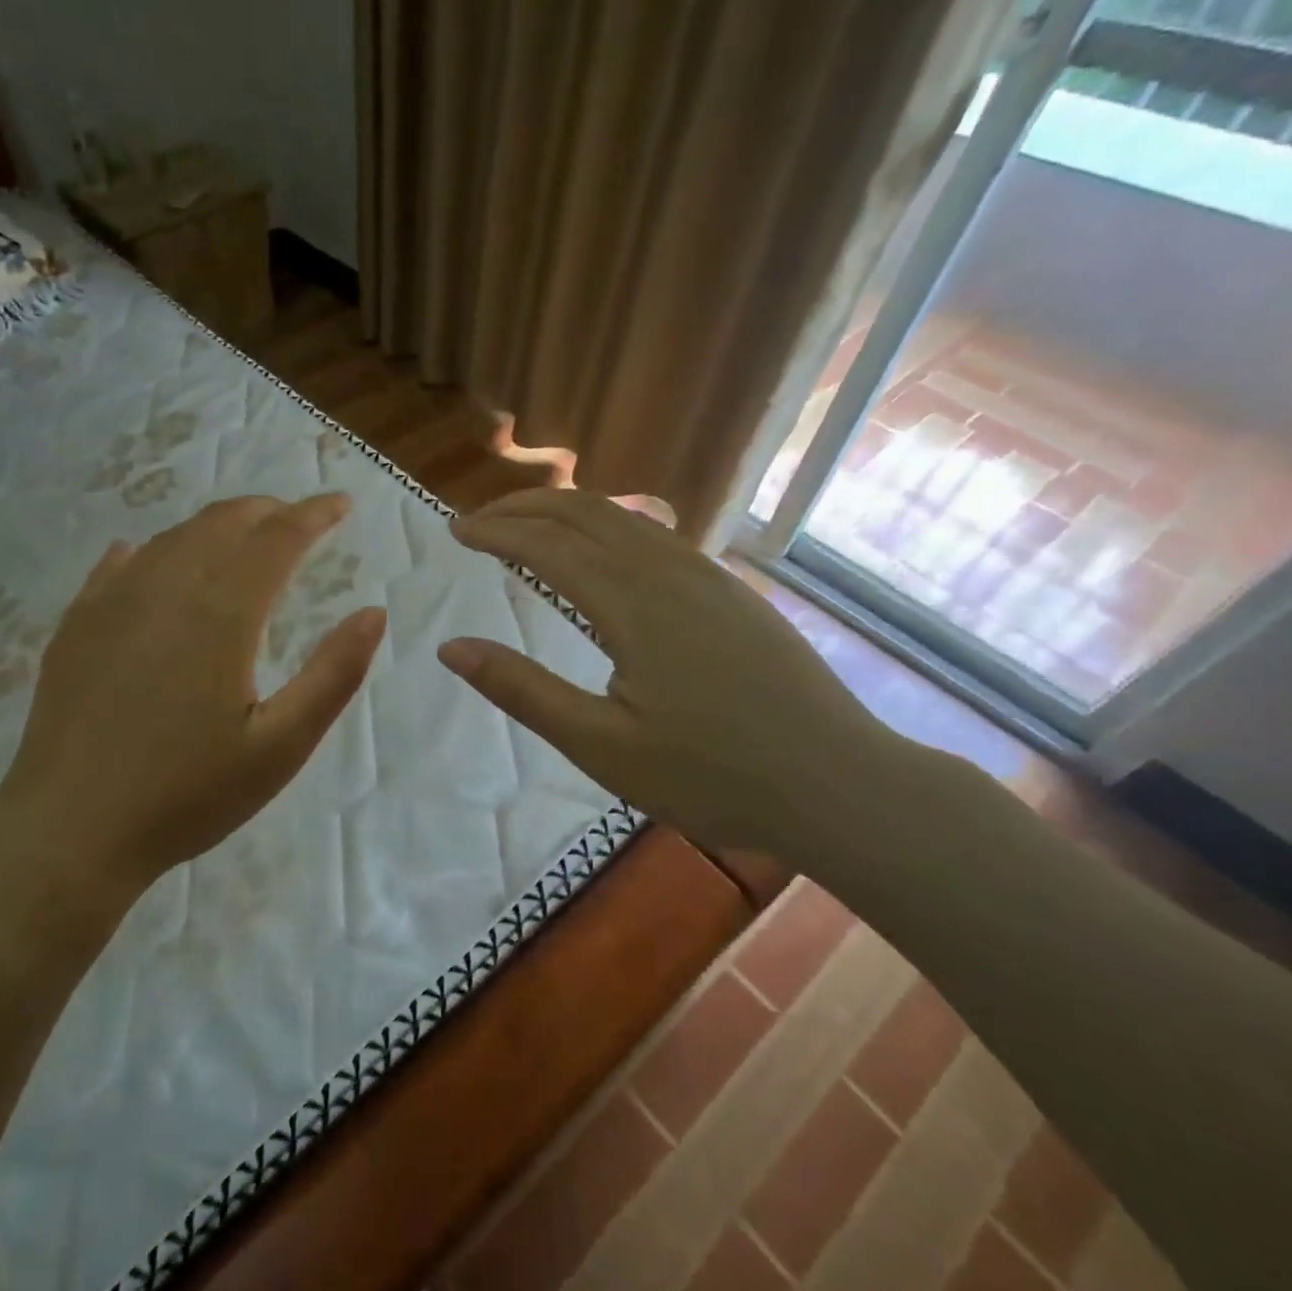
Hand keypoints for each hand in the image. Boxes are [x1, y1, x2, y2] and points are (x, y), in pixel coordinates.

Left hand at [0, 494, 385, 937]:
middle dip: (268, 510)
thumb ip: (333, 674)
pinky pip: (120, 563)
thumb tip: (373, 612)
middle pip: (224, 522)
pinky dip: (154, 549)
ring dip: (217, 525)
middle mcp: (166, 587)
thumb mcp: (279, 746)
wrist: (68, 833)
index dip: (314, 514)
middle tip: (299, 518)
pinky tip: (153, 557)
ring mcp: (112, 601)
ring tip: (243, 536)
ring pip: (174, 536)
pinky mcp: (77, 623)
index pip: (277, 538)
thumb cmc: (186, 795)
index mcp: (221, 613)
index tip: (342, 504)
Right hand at [438, 489, 901, 864]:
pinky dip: (608, 525)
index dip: (496, 532)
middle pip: (584, 511)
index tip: (455, 532)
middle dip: (525, 505)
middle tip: (480, 519)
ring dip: (566, 510)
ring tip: (528, 525)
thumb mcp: (600, 746)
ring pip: (624, 516)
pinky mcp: (731, 591)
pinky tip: (603, 548)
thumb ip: (522, 690)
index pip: (546, 545)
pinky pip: (656, 535)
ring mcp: (707, 576)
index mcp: (632, 604)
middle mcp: (668, 571)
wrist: (841, 785)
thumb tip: (450, 648)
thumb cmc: (712, 776)